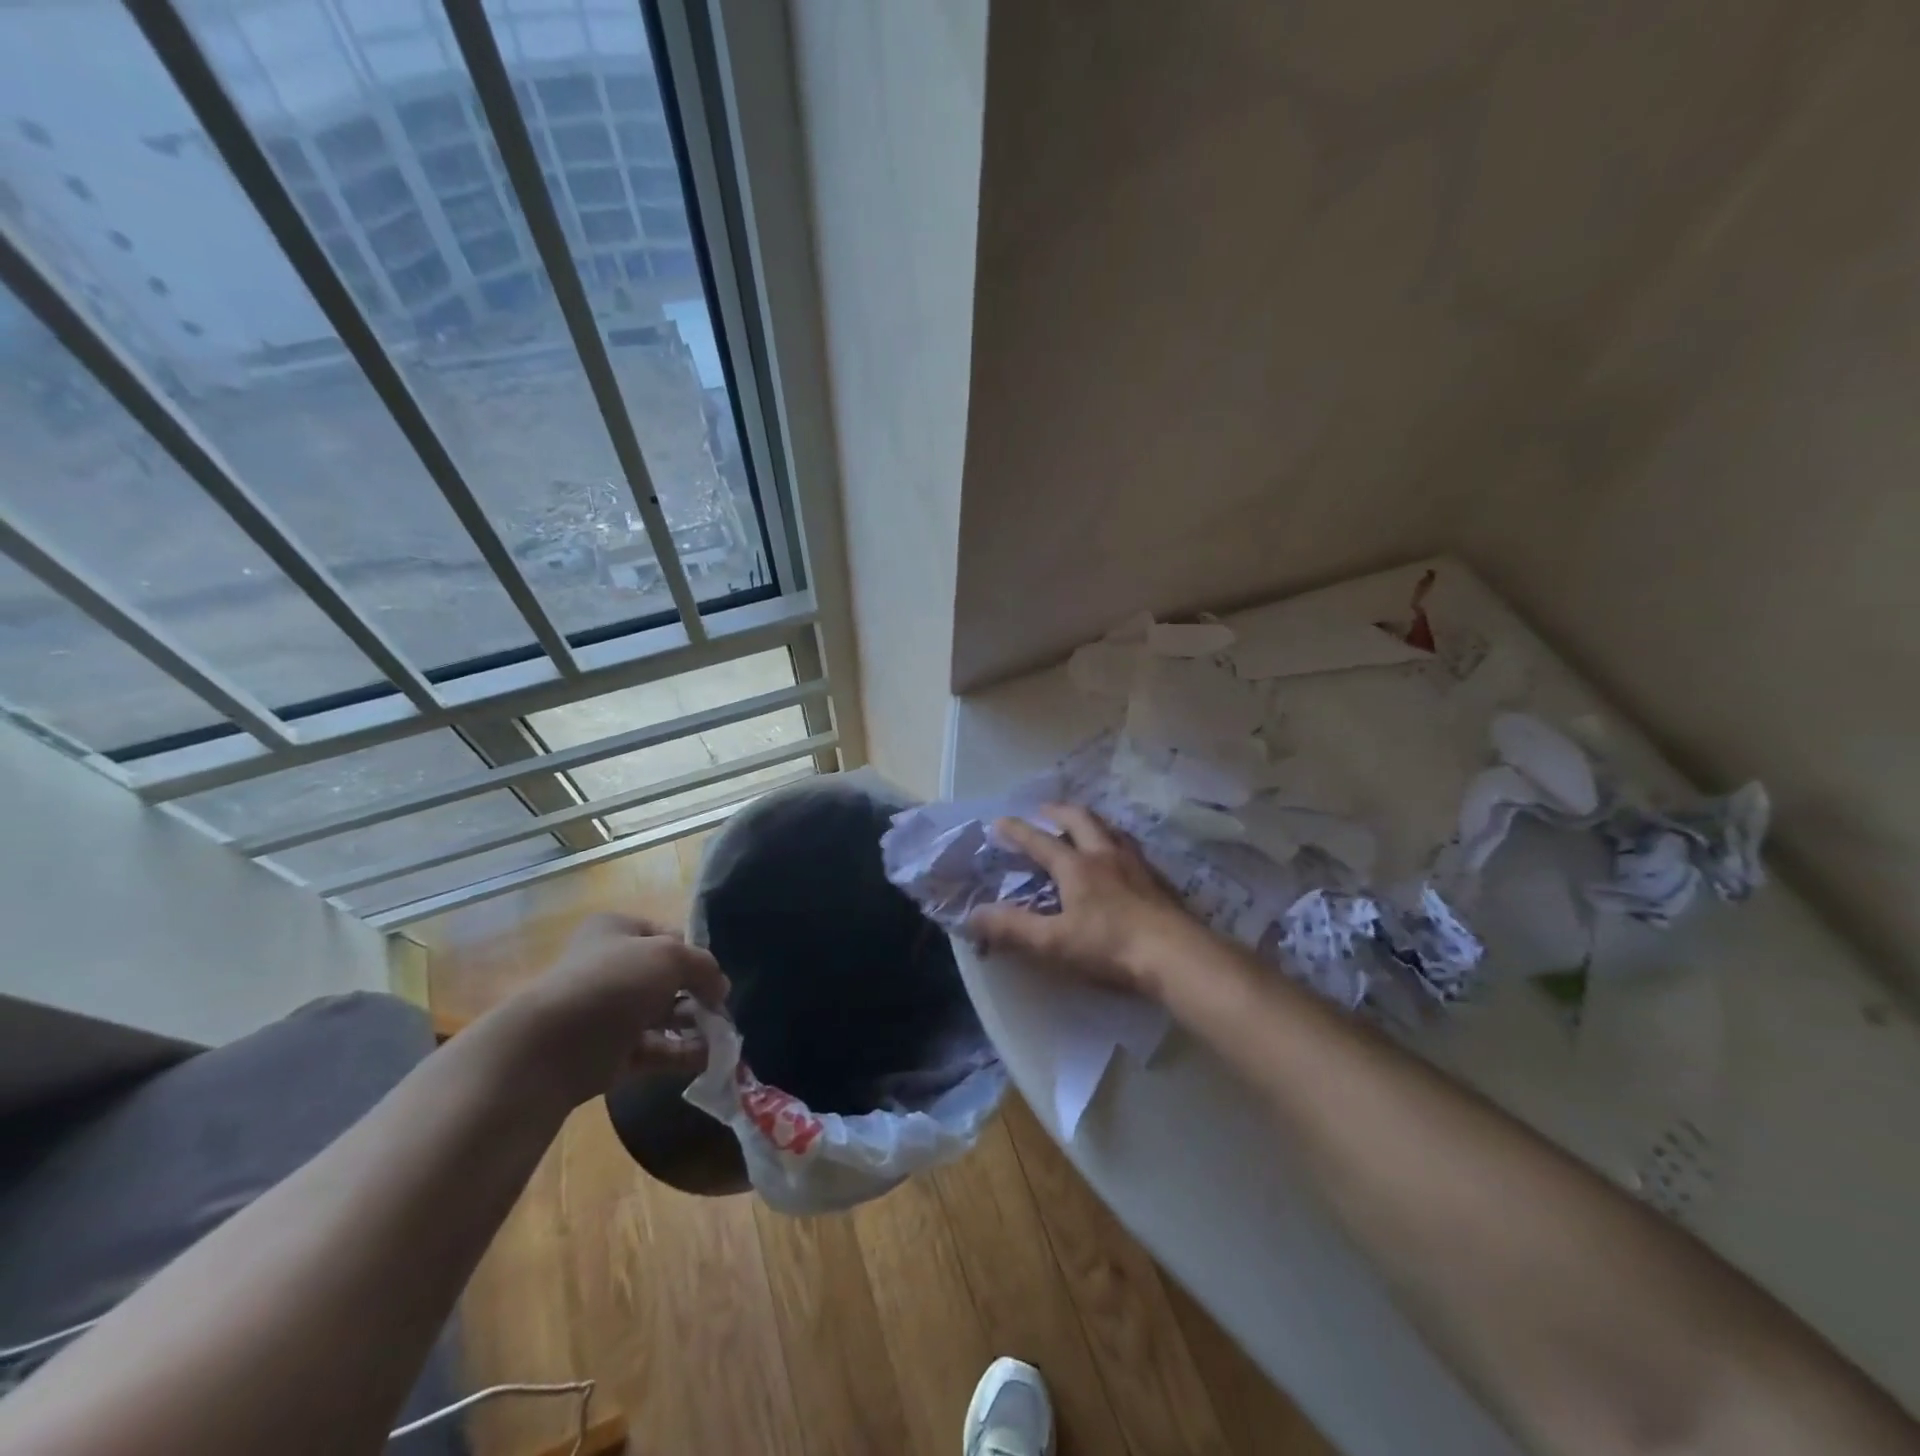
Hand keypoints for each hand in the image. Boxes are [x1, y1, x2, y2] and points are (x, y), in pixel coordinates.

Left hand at [510, 912, 730, 1105]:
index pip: (669, 936)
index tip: (717, 974)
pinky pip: (657, 1049)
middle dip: (699, 992)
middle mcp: (612, 968)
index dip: (696, 953)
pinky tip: (711, 1057)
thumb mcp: (669, 956)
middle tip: (723, 1010)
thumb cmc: (612, 984)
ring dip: (696, 1024)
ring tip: (724, 1035)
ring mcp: (611, 1012)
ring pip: (664, 1015)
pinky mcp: (612, 1052)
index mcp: (617, 932)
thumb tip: (720, 989)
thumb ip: (703, 966)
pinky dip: (683, 1052)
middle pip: (668, 978)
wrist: (551, 1048)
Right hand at [968, 804, 1209, 999]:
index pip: (1040, 841)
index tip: (1000, 821)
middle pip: (1080, 820)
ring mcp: (1136, 864)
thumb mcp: (1053, 942)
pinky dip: (1117, 842)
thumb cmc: (1109, 947)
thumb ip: (1013, 928)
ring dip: (1091, 822)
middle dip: (1058, 812)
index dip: (1017, 831)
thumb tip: (974, 915)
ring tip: (1083, 825)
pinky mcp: (1158, 880)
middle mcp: (1105, 855)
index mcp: (1076, 867)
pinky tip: (1121, 858)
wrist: (1175, 955)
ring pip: (1111, 829)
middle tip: (1044, 811)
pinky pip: (1132, 848)